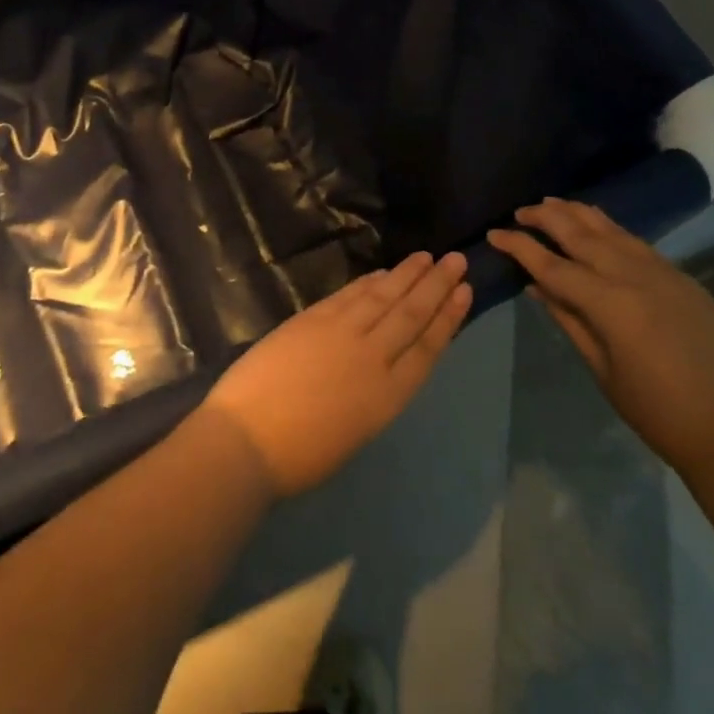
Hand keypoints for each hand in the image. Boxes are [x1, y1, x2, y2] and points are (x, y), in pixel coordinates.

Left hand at [200, 251, 471, 497]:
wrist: (248, 440)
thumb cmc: (299, 456)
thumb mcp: (354, 432)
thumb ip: (371, 394)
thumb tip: (377, 364)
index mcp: (388, 397)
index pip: (428, 348)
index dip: (448, 318)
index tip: (465, 291)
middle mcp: (372, 358)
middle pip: (411, 314)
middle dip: (436, 285)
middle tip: (457, 258)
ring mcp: (341, 333)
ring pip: (383, 297)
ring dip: (406, 275)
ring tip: (427, 256)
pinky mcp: (312, 319)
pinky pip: (349, 295)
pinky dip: (368, 282)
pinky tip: (382, 273)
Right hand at [487, 199, 713, 475]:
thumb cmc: (654, 409)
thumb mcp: (600, 367)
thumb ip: (568, 318)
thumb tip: (537, 285)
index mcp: (610, 304)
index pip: (552, 265)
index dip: (519, 247)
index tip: (494, 233)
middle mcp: (635, 276)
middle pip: (581, 234)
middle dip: (546, 218)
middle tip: (520, 212)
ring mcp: (663, 273)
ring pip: (611, 230)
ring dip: (578, 214)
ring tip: (551, 203)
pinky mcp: (682, 278)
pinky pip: (637, 243)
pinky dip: (610, 229)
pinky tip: (596, 225)